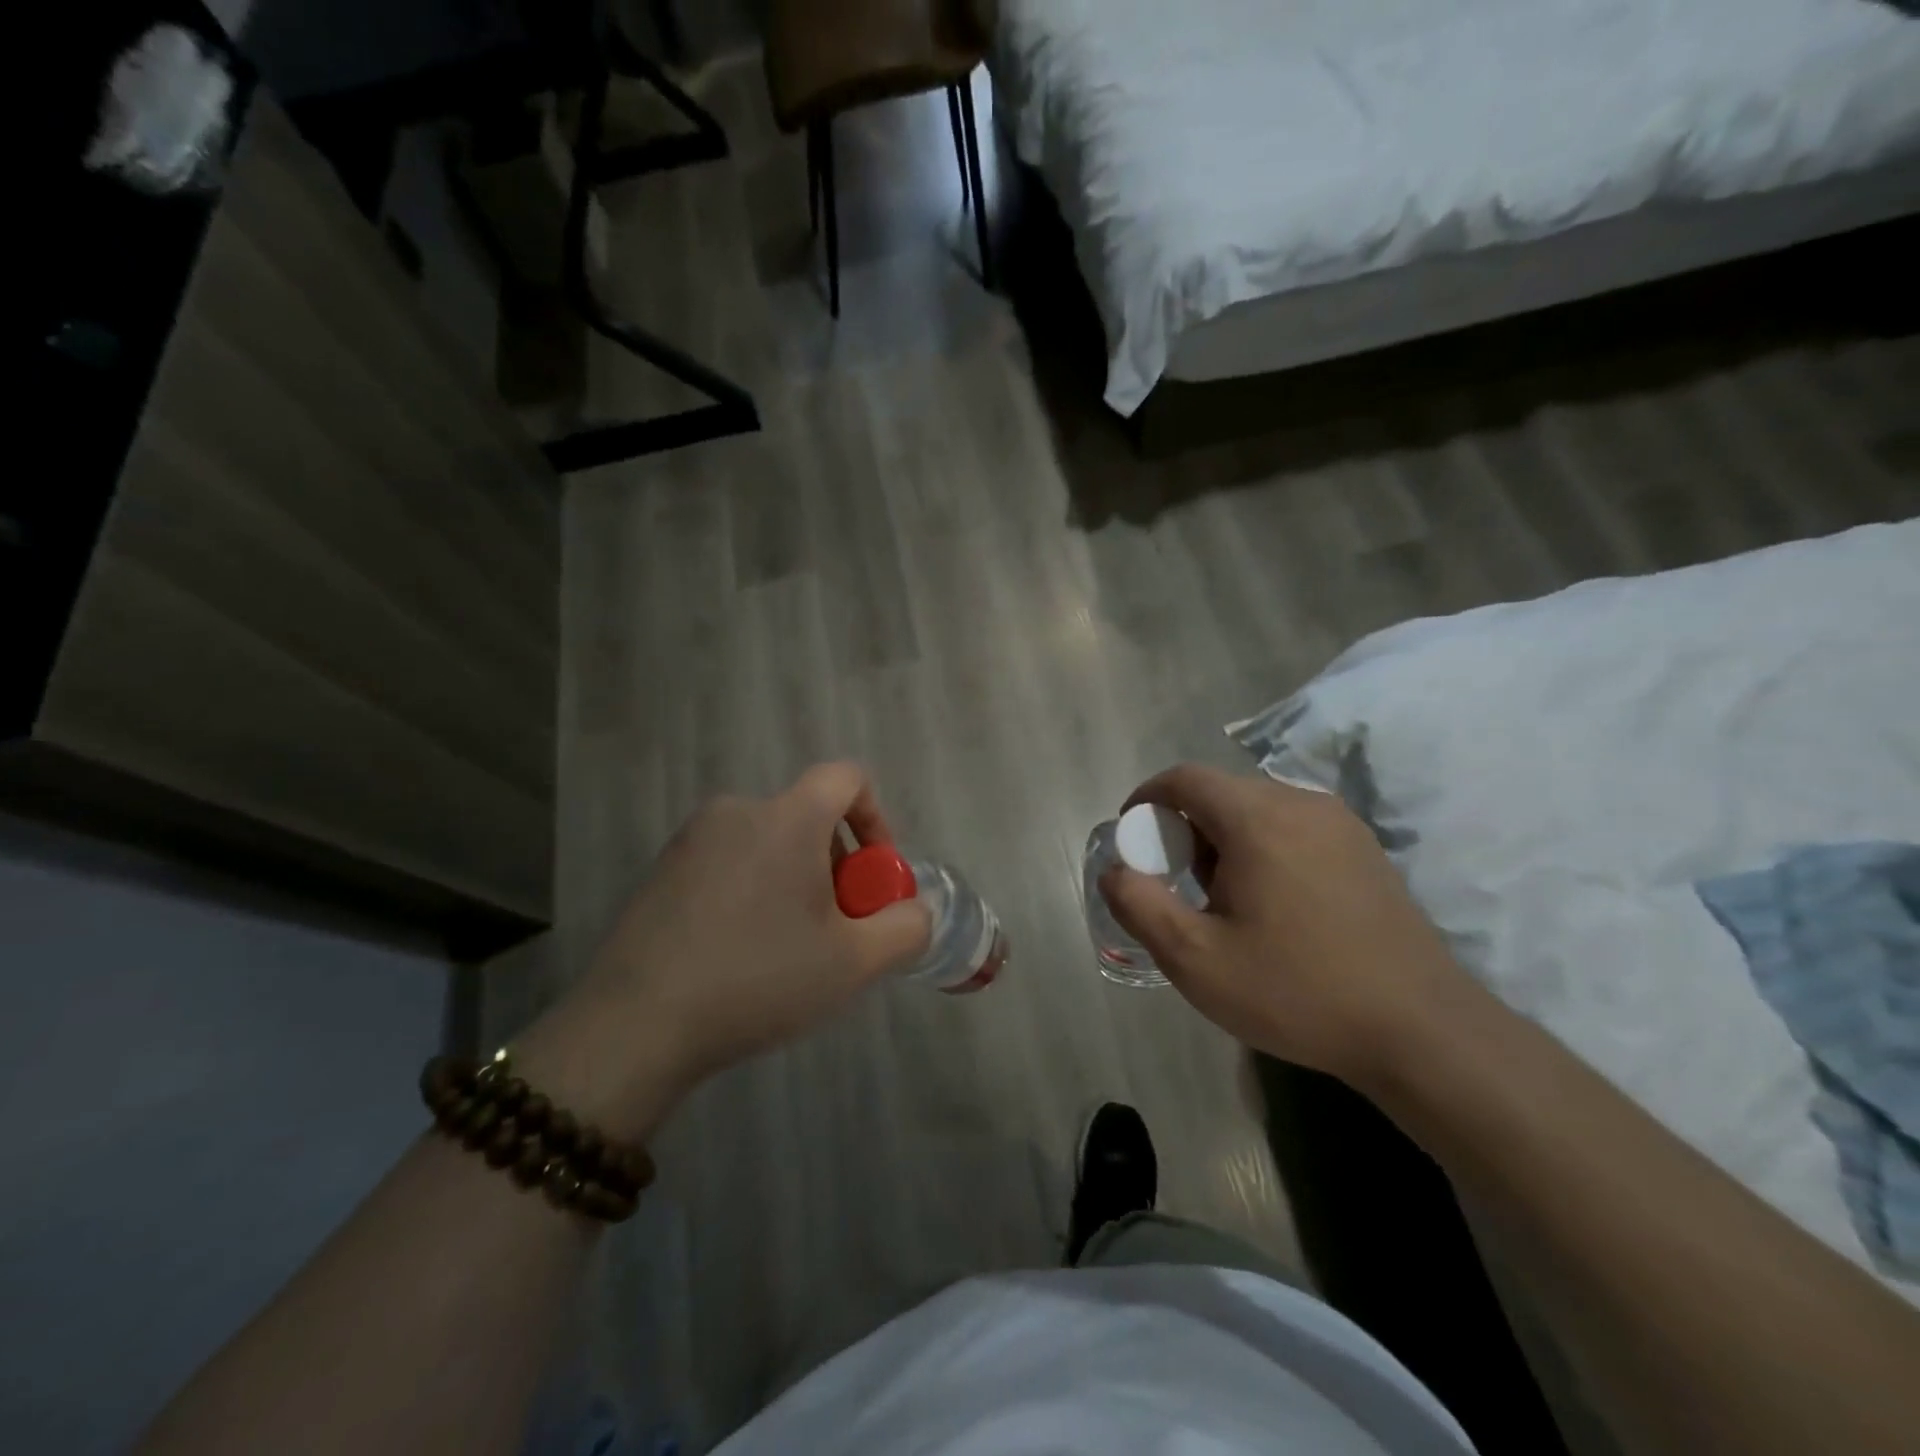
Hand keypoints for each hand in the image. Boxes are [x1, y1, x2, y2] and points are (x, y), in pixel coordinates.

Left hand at [517, 764, 930, 1140]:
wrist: (636, 1025)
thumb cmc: (759, 980)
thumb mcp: (854, 963)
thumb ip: (906, 928)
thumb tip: (914, 911)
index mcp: (788, 817)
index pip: (847, 778)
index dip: (876, 818)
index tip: (875, 875)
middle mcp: (739, 810)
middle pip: (809, 816)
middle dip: (838, 863)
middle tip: (838, 926)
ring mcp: (693, 838)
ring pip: (769, 841)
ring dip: (796, 878)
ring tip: (790, 945)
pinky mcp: (663, 869)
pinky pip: (730, 861)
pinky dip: (754, 888)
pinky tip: (742, 950)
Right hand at [1100, 764, 1479, 1084]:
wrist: (1420, 1031)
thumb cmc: (1297, 991)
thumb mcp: (1196, 960)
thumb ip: (1139, 905)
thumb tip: (1115, 870)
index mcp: (1257, 819)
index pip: (1185, 778)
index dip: (1148, 798)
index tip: (1134, 838)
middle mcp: (1301, 803)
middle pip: (1222, 791)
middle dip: (1186, 826)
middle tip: (1180, 883)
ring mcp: (1341, 823)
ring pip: (1259, 808)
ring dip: (1226, 837)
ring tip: (1227, 899)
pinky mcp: (1365, 848)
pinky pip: (1294, 826)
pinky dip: (1264, 845)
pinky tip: (1275, 904)